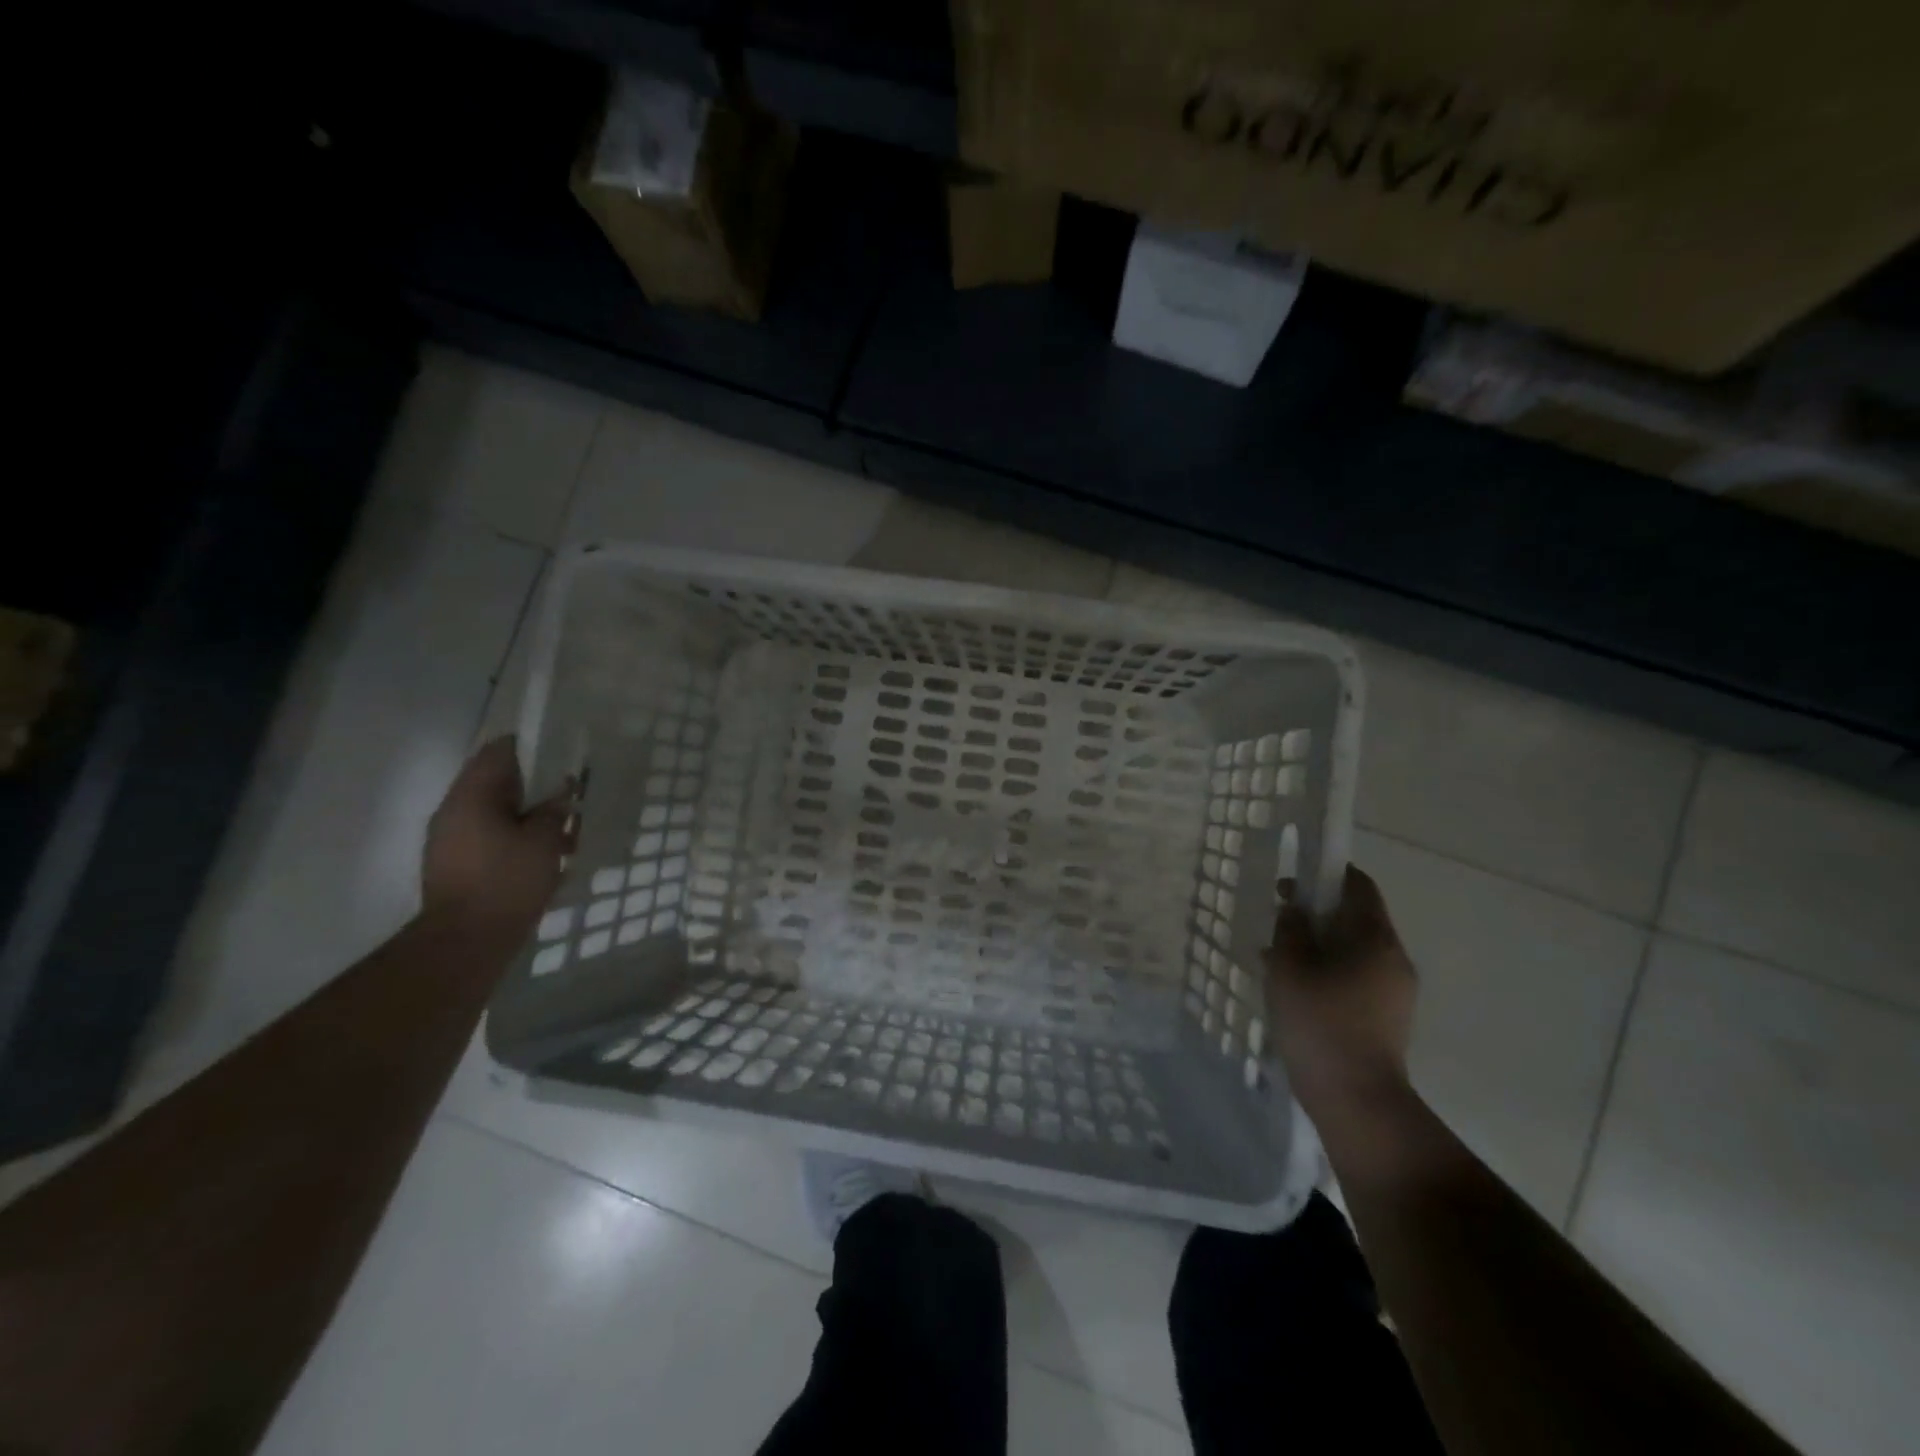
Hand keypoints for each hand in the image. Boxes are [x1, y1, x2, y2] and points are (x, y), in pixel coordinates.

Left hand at [422, 737, 573, 934]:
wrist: (466, 941)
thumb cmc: (507, 882)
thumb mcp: (543, 841)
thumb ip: (553, 810)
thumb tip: (562, 791)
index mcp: (471, 796)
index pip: (498, 752)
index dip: (531, 747)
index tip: (560, 752)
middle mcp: (453, 811)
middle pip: (494, 782)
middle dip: (533, 785)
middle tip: (567, 793)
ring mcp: (448, 839)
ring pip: (493, 812)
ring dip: (525, 814)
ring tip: (561, 830)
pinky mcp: (453, 864)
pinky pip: (487, 836)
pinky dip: (514, 836)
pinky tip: (541, 855)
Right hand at [1262, 866, 1416, 1125]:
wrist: (1355, 1098)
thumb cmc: (1319, 1023)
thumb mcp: (1289, 967)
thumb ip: (1291, 929)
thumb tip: (1296, 909)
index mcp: (1375, 938)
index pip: (1359, 885)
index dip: (1327, 873)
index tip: (1294, 882)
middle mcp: (1394, 957)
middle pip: (1357, 918)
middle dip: (1318, 913)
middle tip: (1280, 923)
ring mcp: (1396, 990)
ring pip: (1355, 949)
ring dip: (1321, 945)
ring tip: (1281, 960)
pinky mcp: (1389, 1016)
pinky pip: (1358, 976)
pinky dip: (1330, 970)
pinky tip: (1298, 990)